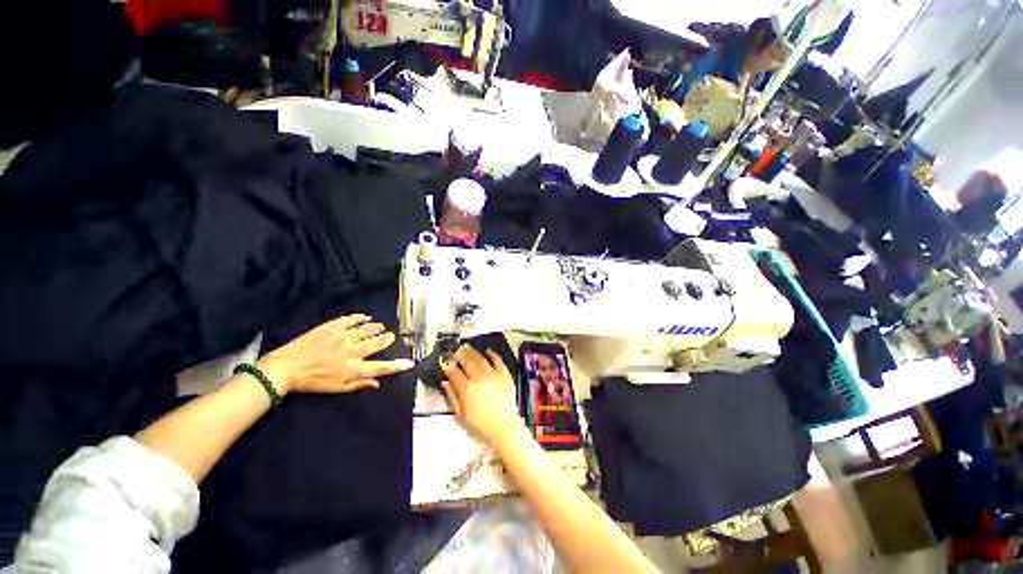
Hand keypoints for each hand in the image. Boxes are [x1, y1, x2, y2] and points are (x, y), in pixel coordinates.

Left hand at [258, 314, 413, 394]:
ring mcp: (342, 337)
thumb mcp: (336, 388)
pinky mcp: (332, 327)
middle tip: (390, 336)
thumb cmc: (312, 381)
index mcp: (353, 369)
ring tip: (380, 327)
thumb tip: (377, 384)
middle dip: (387, 339)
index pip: (381, 368)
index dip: (397, 366)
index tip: (410, 363)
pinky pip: (351, 319)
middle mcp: (352, 351)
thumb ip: (358, 385)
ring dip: (376, 328)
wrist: (285, 368)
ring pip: (367, 329)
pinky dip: (360, 318)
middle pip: (377, 343)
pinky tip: (365, 317)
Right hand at [441, 345, 522, 445]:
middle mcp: (479, 378)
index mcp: (466, 389)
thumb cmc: (480, 425)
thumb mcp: (460, 415)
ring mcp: (493, 374)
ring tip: (467, 348)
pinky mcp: (505, 374)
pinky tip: (488, 351)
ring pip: (481, 358)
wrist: (504, 427)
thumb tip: (445, 382)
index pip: (454, 373)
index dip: (448, 366)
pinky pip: (498, 360)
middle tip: (456, 351)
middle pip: (467, 361)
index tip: (444, 362)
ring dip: (473, 352)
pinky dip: (492, 354)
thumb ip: (452, 397)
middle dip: (460, 355)